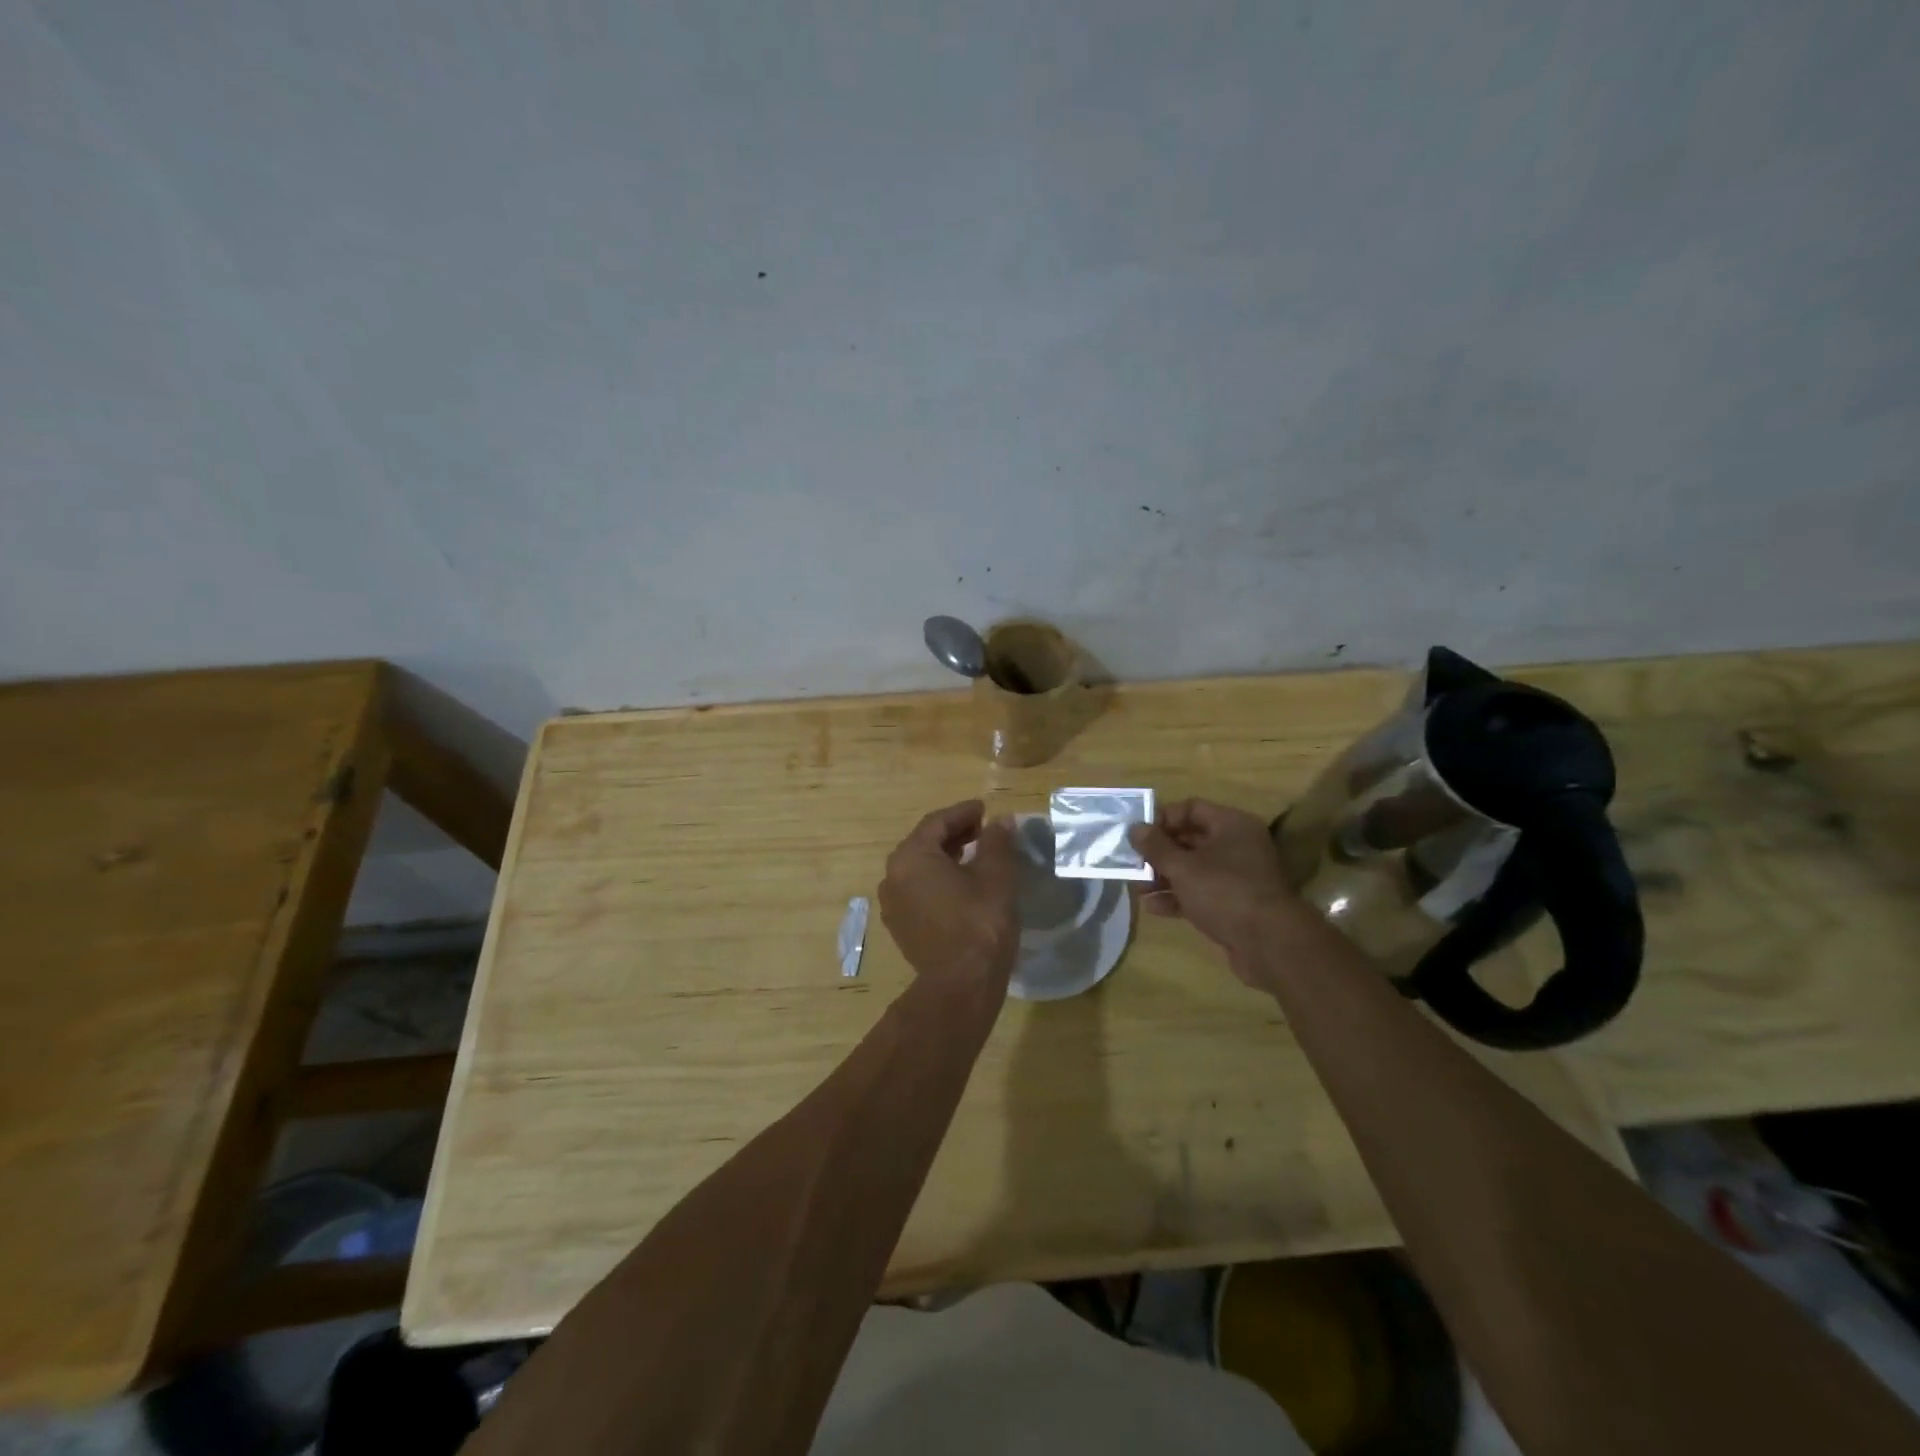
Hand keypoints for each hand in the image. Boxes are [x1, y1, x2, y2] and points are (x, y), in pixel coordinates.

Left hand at [879, 800, 1019, 990]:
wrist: (961, 985)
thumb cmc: (980, 923)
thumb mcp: (996, 876)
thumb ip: (997, 842)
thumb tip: (1001, 821)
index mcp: (911, 857)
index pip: (937, 822)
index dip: (963, 812)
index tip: (984, 809)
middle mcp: (892, 876)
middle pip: (924, 843)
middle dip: (953, 833)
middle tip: (982, 830)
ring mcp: (893, 904)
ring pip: (920, 868)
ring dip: (945, 857)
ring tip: (975, 855)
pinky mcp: (900, 927)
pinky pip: (918, 891)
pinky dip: (938, 880)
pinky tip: (962, 886)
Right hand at [1129, 798, 1302, 975]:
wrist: (1269, 945)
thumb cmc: (1224, 892)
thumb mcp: (1183, 866)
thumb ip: (1155, 846)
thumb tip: (1135, 828)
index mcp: (1231, 825)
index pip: (1191, 808)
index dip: (1162, 818)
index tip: (1137, 833)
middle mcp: (1237, 846)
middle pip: (1190, 839)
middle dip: (1158, 852)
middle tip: (1131, 862)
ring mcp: (1236, 877)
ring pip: (1193, 869)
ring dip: (1163, 877)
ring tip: (1136, 888)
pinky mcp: (1233, 905)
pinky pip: (1200, 893)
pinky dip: (1177, 897)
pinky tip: (1152, 908)